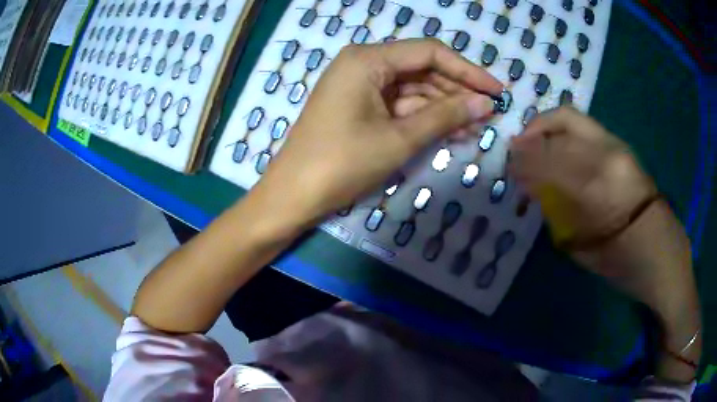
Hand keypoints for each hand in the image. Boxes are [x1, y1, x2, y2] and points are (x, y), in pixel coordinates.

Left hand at [252, 39, 501, 227]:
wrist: (293, 195)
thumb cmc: (342, 163)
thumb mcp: (399, 138)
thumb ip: (445, 116)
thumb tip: (486, 104)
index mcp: (368, 59)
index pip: (430, 53)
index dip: (468, 71)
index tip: (497, 90)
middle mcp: (363, 63)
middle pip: (422, 69)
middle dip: (457, 91)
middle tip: (489, 113)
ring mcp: (360, 85)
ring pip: (413, 89)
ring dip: (444, 107)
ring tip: (476, 127)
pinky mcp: (359, 105)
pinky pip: (399, 104)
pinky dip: (423, 117)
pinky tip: (451, 130)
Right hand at [510, 107, 700, 381]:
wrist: (663, 254)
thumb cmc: (623, 263)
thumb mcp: (584, 247)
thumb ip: (558, 209)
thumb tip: (532, 184)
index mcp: (599, 186)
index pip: (551, 157)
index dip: (525, 158)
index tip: (508, 164)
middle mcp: (610, 154)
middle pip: (563, 122)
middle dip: (533, 132)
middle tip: (518, 148)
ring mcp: (619, 147)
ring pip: (574, 119)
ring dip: (549, 129)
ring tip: (535, 147)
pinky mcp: (624, 147)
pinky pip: (587, 130)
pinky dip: (565, 134)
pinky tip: (559, 150)